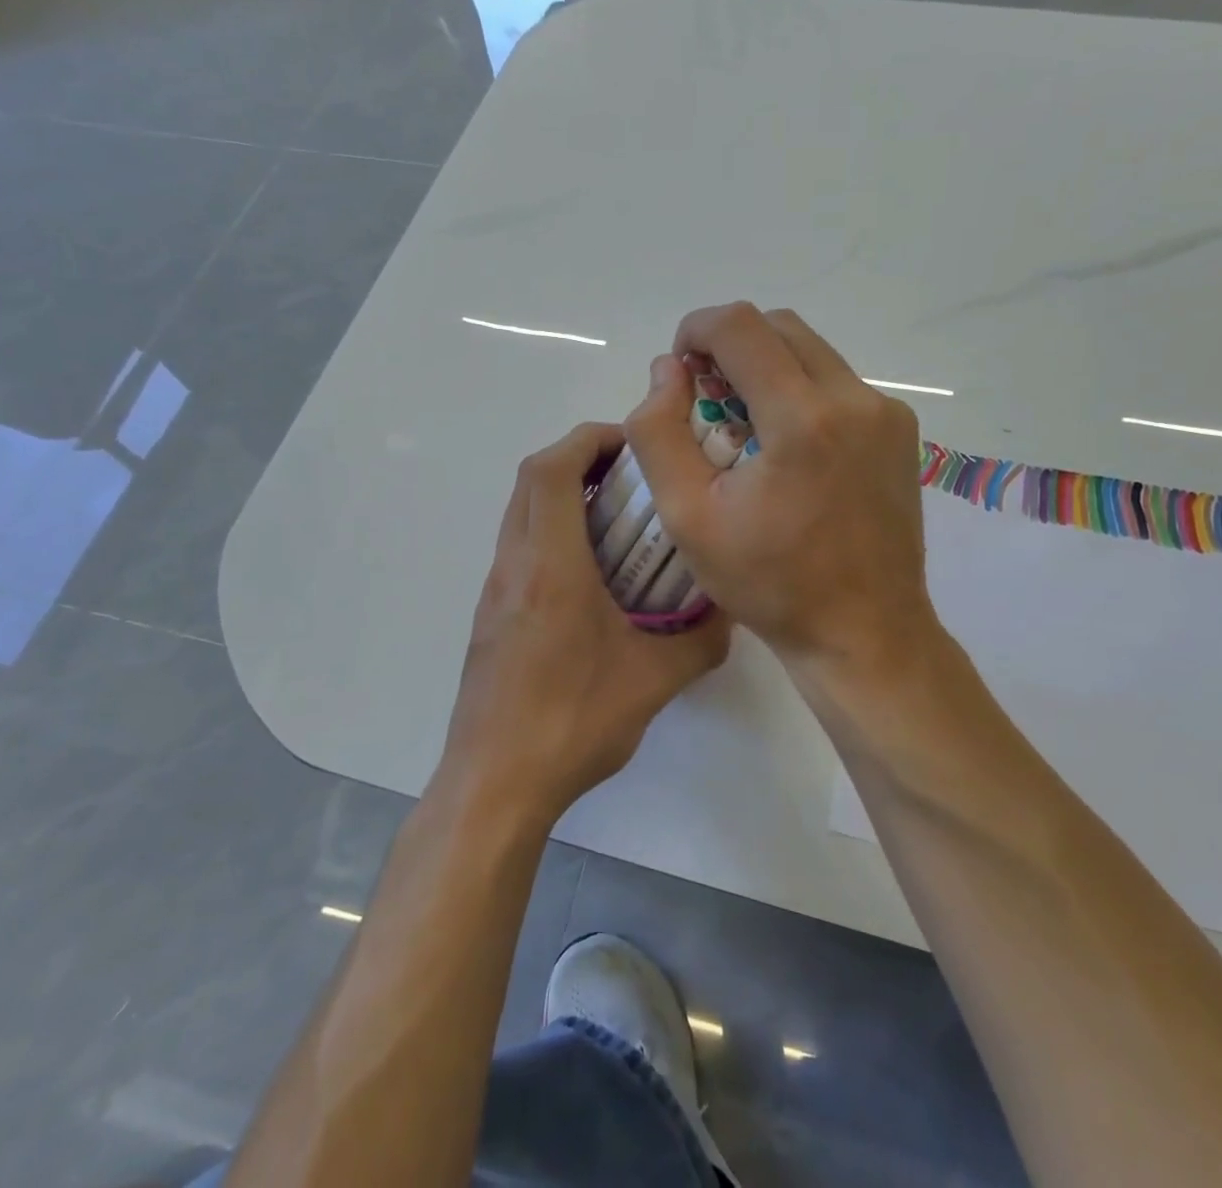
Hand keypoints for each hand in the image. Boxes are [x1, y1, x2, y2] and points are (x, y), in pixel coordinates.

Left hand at [439, 422, 732, 826]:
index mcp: (550, 565)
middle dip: (581, 457)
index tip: (634, 446)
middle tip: (632, 475)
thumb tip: (730, 610)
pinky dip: (552, 530)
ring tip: (619, 517)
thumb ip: (701, 639)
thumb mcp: (655, 681)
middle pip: (532, 478)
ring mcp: (495, 589)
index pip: (554, 468)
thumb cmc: (572, 723)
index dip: (591, 439)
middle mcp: (514, 564)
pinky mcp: (490, 614)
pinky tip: (592, 573)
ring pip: (521, 511)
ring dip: (564, 494)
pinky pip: (519, 546)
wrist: (494, 784)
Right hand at [626, 302, 939, 677]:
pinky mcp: (902, 432)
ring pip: (812, 353)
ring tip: (746, 429)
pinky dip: (801, 392)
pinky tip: (787, 449)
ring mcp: (887, 414)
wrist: (865, 633)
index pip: (740, 326)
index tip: (679, 368)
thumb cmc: (770, 583)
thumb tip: (666, 371)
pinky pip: (839, 384)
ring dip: (768, 369)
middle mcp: (856, 399)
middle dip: (732, 347)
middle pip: (780, 328)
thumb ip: (659, 433)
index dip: (696, 329)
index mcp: (803, 418)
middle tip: (706, 400)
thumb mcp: (688, 517)